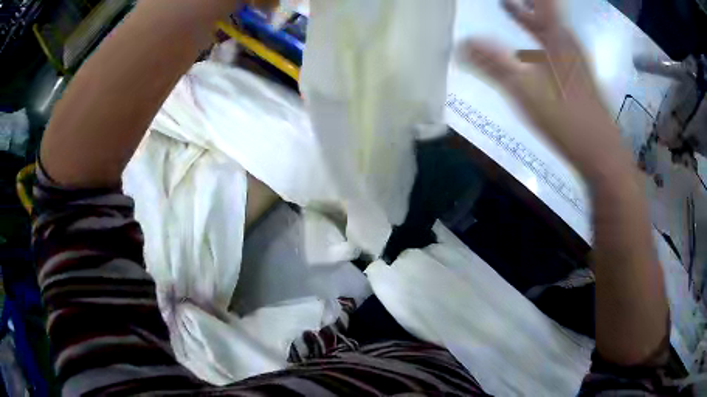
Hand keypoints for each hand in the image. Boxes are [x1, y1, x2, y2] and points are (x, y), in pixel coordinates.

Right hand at [463, 0, 626, 179]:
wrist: (601, 154)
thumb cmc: (567, 118)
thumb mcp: (526, 90)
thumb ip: (494, 65)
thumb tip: (461, 44)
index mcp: (557, 38)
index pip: (542, 3)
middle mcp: (568, 44)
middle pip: (546, 13)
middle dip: (526, 3)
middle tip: (505, 0)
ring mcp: (575, 62)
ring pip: (550, 30)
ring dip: (531, 17)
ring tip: (511, 9)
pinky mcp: (577, 79)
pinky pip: (554, 47)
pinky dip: (538, 38)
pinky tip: (530, 52)